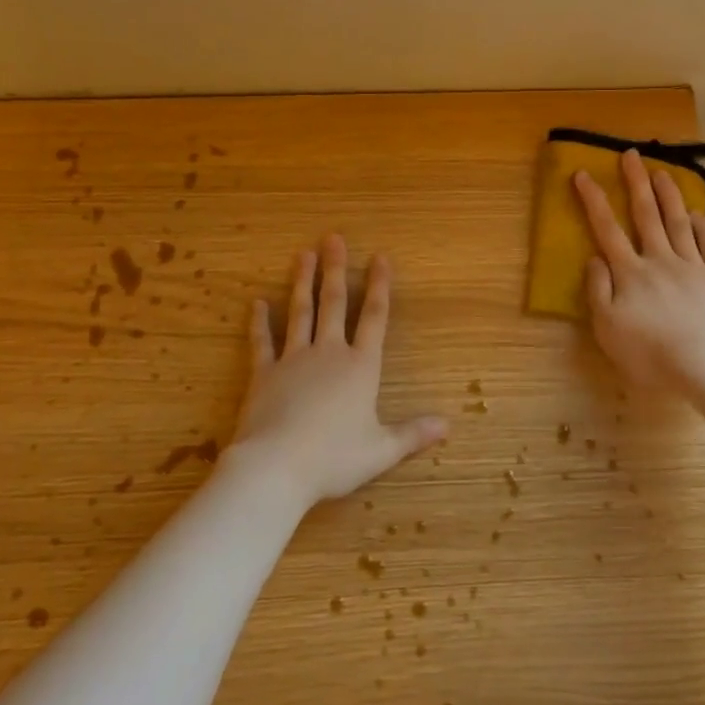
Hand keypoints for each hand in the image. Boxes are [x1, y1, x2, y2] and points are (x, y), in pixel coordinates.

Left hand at [227, 235, 447, 511]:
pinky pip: (262, 342)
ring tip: (304, 254)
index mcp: (360, 367)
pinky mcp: (264, 374)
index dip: (380, 286)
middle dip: (336, 269)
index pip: (374, 317)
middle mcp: (329, 353)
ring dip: (303, 282)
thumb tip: (447, 426)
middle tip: (333, 238)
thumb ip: (413, 435)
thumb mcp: (381, 450)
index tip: (380, 257)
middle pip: (335, 303)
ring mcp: (293, 360)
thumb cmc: (334, 458)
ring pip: (300, 312)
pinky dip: (260, 322)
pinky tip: (257, 302)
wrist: (276, 466)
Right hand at [574, 150, 704, 398]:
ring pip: (679, 222)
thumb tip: (595, 257)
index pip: (607, 229)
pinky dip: (703, 226)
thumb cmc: (651, 355)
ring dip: (669, 195)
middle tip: (631, 155)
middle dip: (636, 182)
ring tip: (662, 172)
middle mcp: (662, 261)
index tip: (583, 173)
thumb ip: (598, 291)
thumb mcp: (608, 329)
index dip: (594, 200)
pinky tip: (698, 213)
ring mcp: (695, 267)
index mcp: (631, 273)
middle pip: (646, 215)